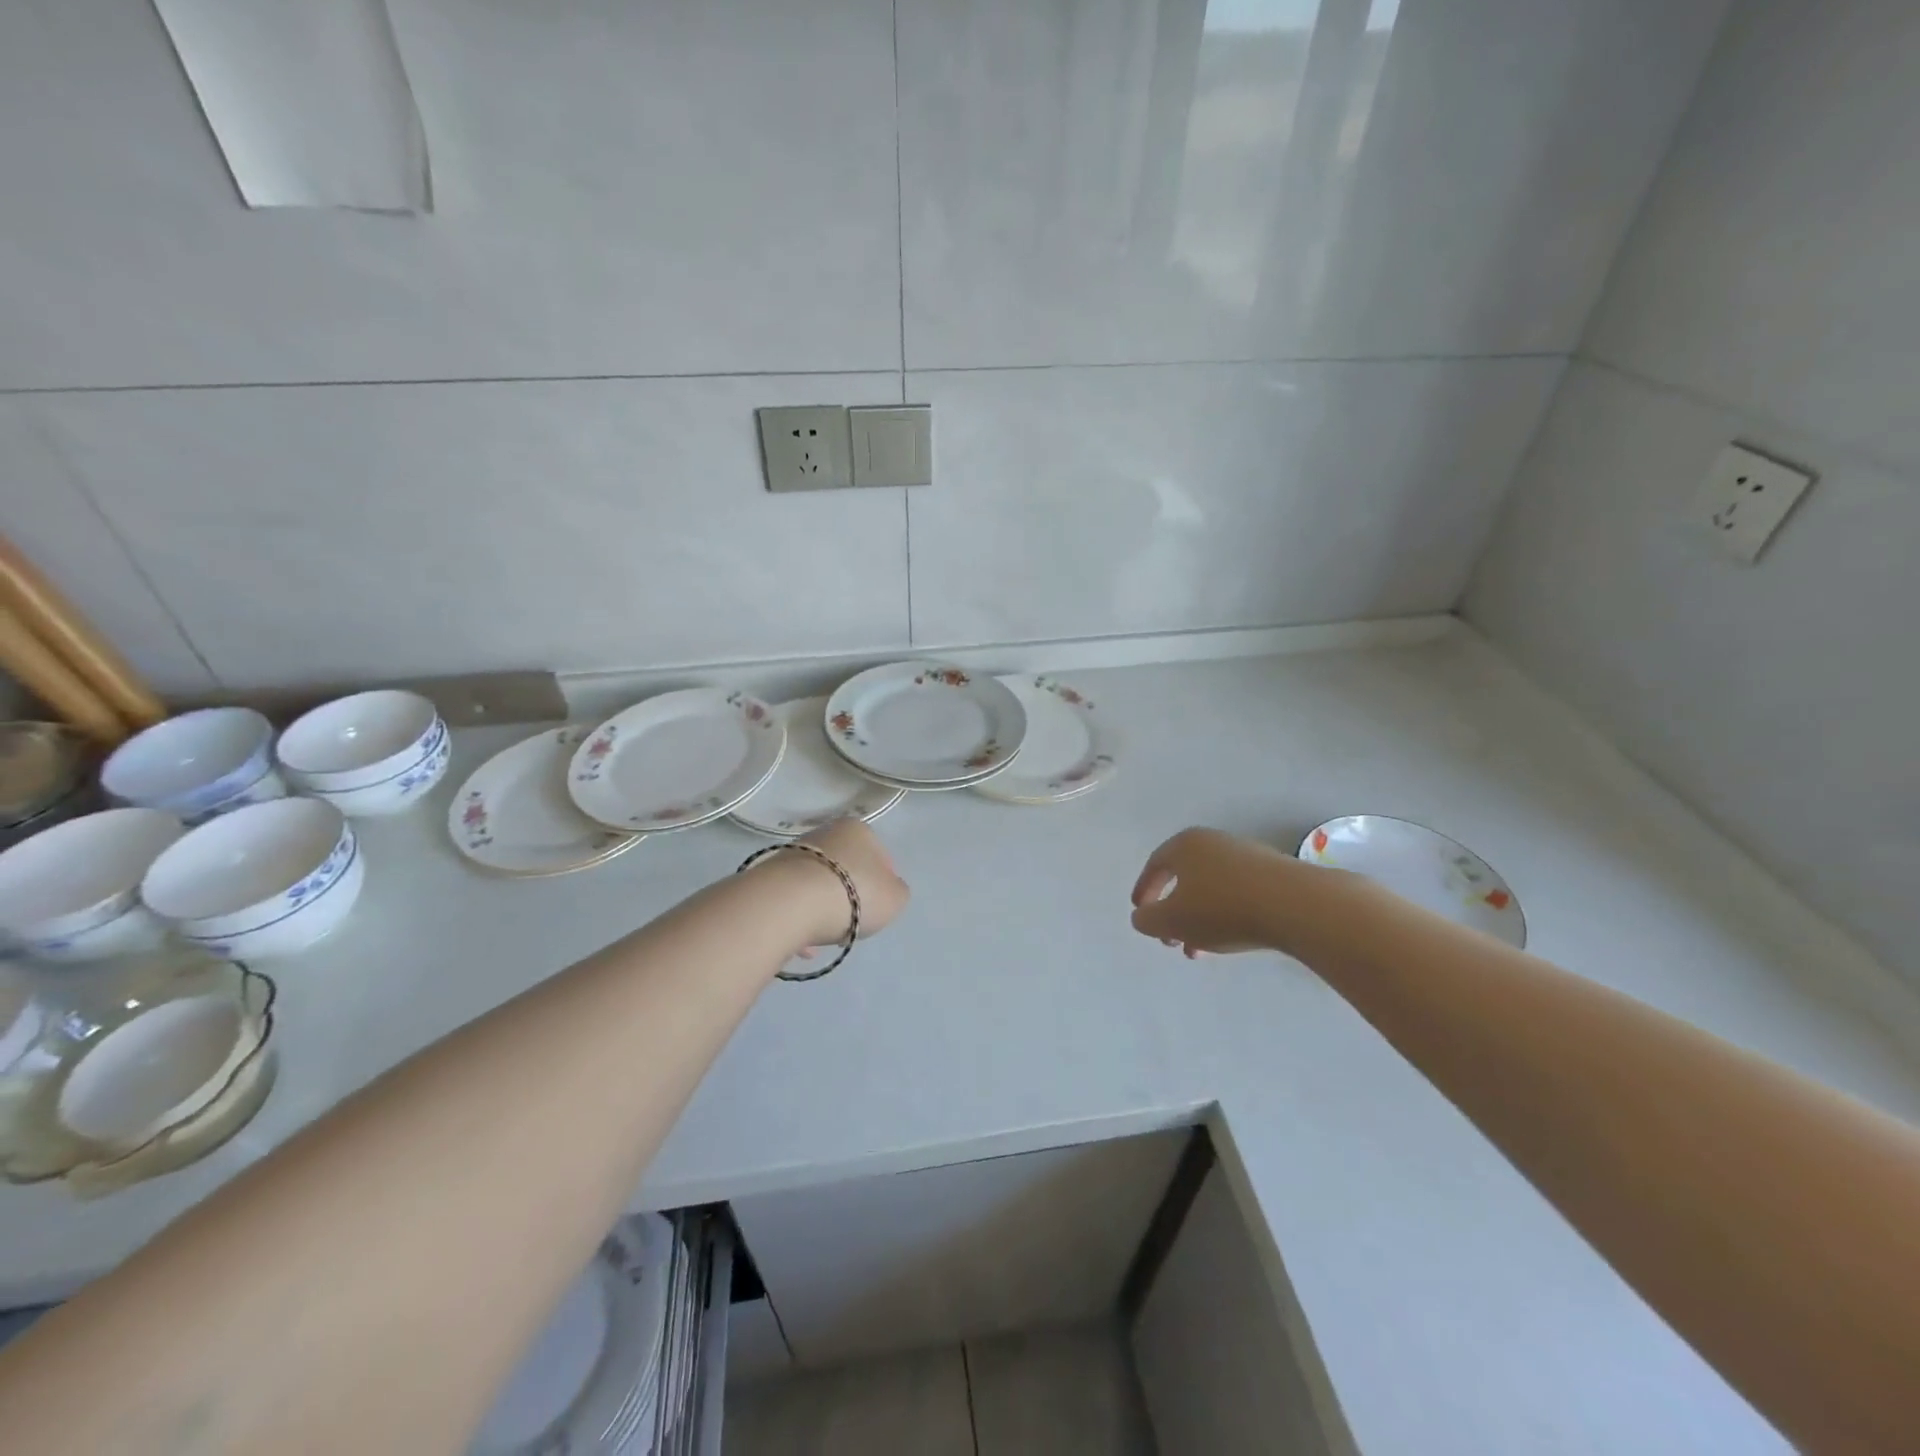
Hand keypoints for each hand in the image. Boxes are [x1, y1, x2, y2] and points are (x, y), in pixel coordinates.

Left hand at [753, 818, 909, 952]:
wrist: (790, 902)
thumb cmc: (853, 894)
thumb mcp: (895, 898)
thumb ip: (896, 892)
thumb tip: (886, 890)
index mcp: (858, 830)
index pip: (879, 855)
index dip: (884, 883)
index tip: (880, 907)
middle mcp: (824, 833)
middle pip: (846, 868)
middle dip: (850, 896)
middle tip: (854, 923)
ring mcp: (793, 852)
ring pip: (818, 884)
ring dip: (823, 909)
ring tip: (826, 937)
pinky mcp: (769, 875)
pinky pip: (793, 900)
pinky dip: (800, 920)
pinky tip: (803, 944)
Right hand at [1130, 827, 1320, 958]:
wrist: (1296, 905)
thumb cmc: (1222, 908)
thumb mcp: (1172, 920)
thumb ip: (1148, 919)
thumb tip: (1141, 916)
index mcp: (1184, 845)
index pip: (1155, 865)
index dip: (1144, 890)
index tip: (1139, 912)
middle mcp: (1213, 842)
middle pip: (1184, 878)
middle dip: (1173, 912)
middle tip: (1170, 940)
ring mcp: (1245, 855)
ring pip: (1211, 889)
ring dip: (1198, 919)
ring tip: (1199, 951)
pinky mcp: (1273, 873)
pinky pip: (1237, 893)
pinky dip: (1225, 914)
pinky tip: (1230, 938)